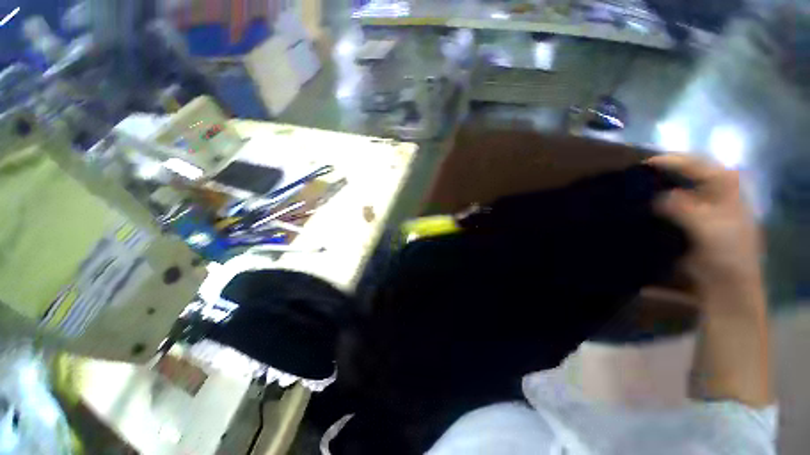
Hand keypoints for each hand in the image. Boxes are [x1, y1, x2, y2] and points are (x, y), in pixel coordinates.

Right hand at [647, 154, 763, 310]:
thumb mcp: (706, 228)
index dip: (669, 161)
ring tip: (635, 188)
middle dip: (661, 171)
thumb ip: (681, 207)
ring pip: (678, 185)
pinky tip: (643, 204)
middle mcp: (715, 190)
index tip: (640, 165)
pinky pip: (672, 202)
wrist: (727, 284)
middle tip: (635, 175)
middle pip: (686, 171)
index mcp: (725, 186)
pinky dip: (657, 200)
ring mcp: (704, 204)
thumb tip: (653, 196)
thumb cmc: (724, 254)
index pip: (696, 163)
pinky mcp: (692, 219)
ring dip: (657, 185)